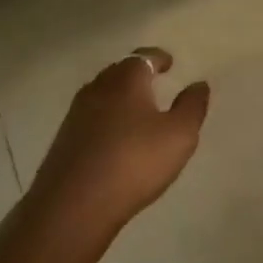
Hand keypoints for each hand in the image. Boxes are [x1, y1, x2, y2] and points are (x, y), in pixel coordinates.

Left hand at [31, 48, 210, 238]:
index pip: (143, 57)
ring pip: (102, 94)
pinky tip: (115, 137)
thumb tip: (199, 84)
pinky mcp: (64, 140)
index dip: (158, 58)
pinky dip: (106, 118)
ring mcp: (76, 114)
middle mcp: (98, 89)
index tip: (169, 63)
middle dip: (137, 73)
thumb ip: (192, 106)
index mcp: (126, 80)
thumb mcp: (179, 135)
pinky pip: (91, 117)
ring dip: (119, 96)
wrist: (73, 205)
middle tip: (154, 83)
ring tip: (137, 110)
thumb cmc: (134, 162)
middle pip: (119, 72)